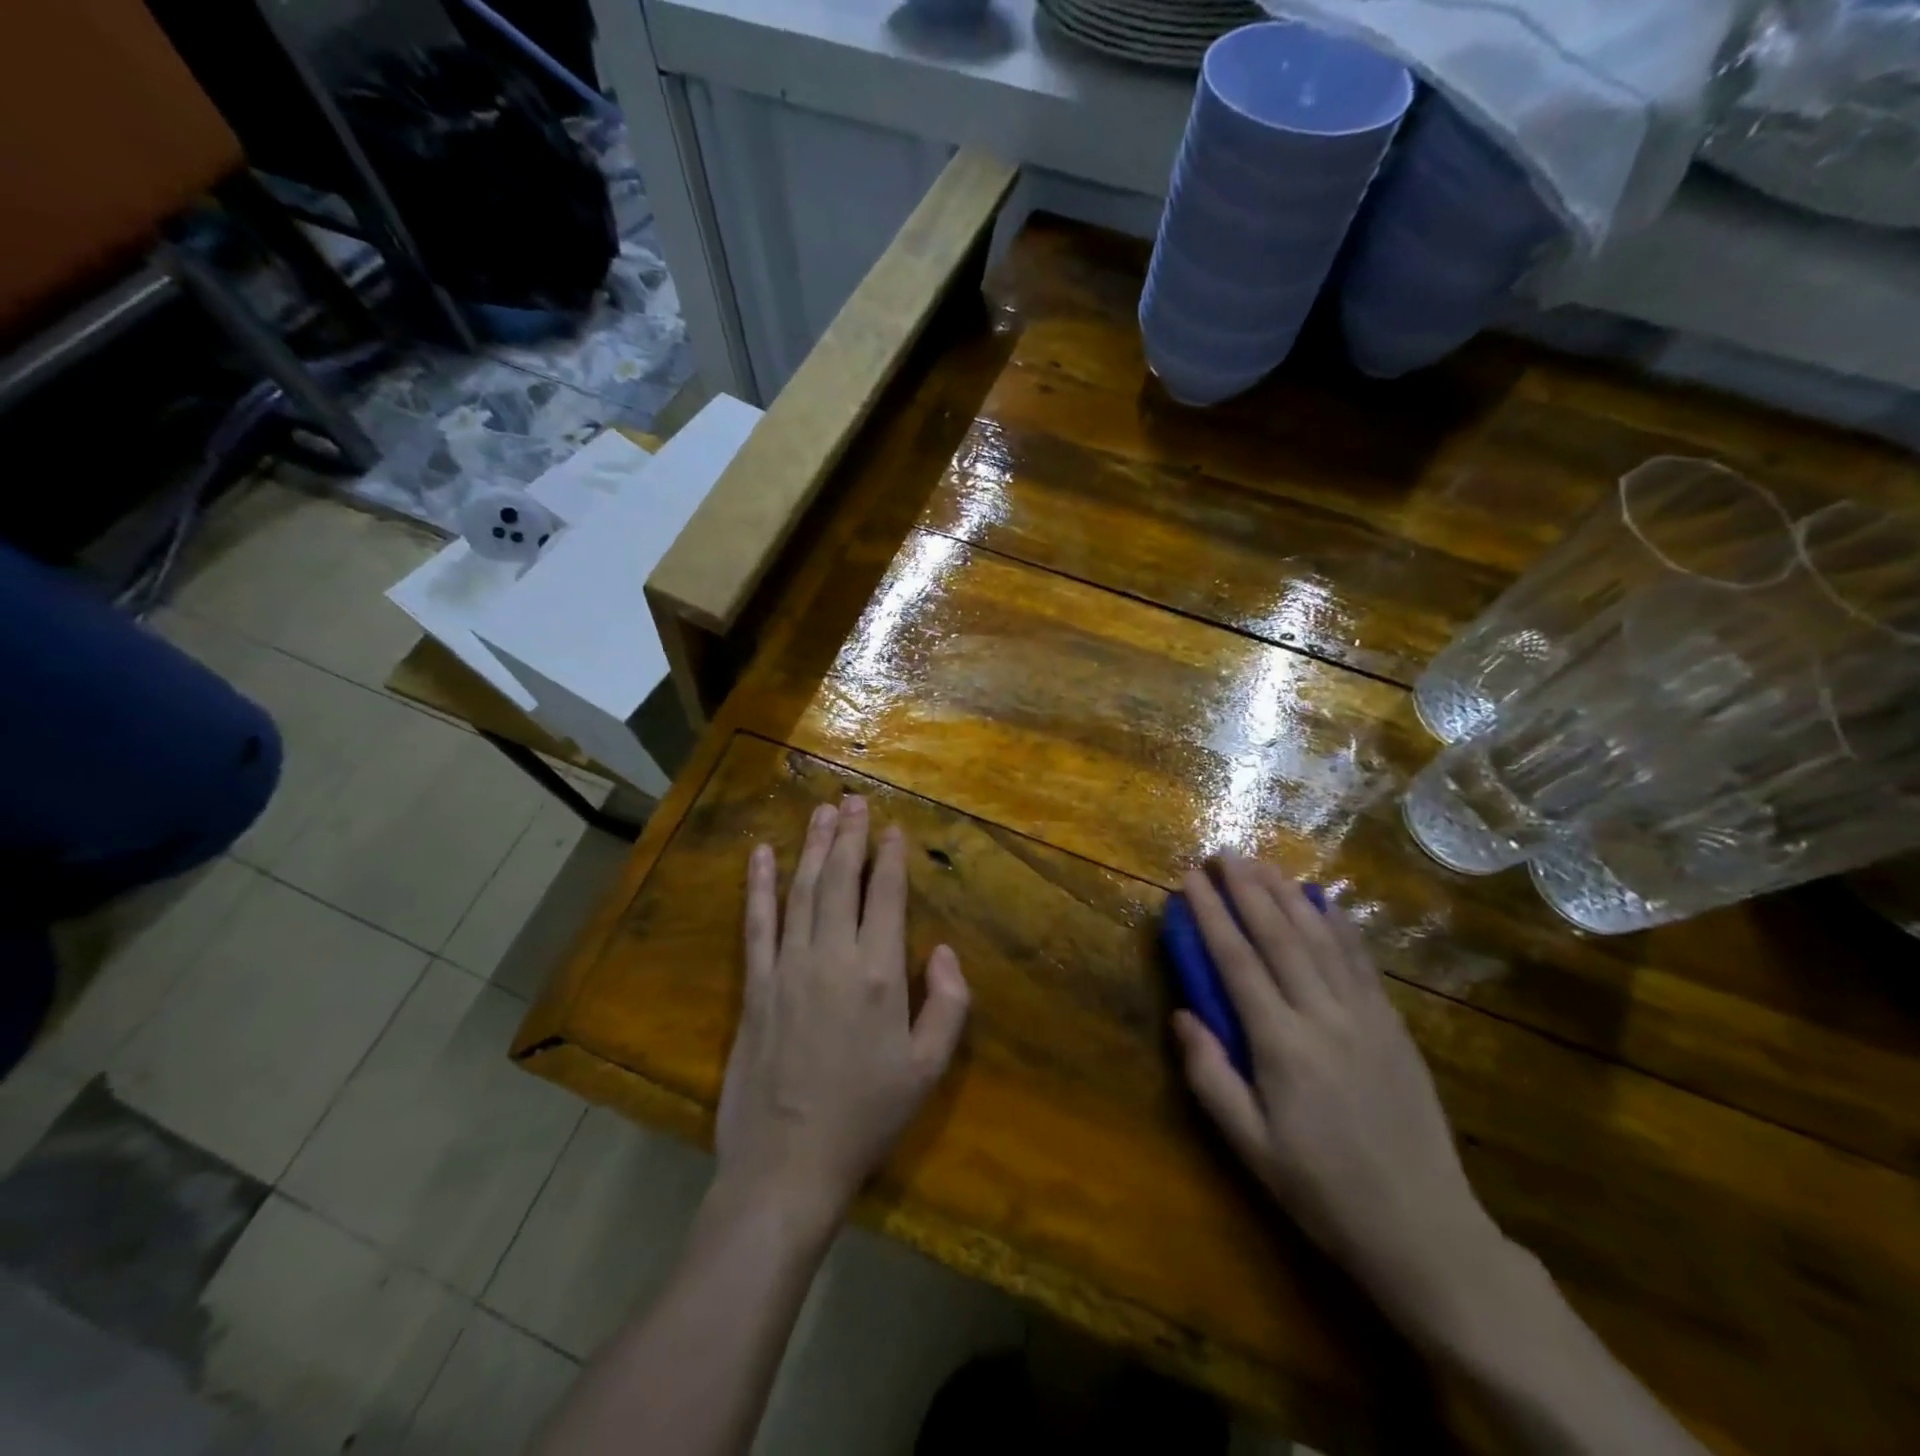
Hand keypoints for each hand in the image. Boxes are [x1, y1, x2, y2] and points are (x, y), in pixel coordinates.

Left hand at [716, 797, 970, 1232]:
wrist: (788, 1164)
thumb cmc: (867, 1116)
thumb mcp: (928, 1068)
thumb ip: (948, 1004)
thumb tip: (943, 951)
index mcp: (880, 974)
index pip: (886, 896)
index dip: (889, 857)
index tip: (891, 827)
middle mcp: (833, 957)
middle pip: (842, 880)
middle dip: (849, 836)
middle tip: (853, 800)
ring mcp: (788, 967)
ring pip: (802, 891)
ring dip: (812, 847)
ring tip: (821, 812)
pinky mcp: (755, 986)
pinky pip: (757, 924)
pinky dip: (759, 886)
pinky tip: (762, 855)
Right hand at [1172, 855, 1505, 1342]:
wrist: (1425, 1230)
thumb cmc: (1323, 1191)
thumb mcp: (1251, 1146)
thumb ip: (1210, 1077)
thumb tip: (1183, 1015)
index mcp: (1282, 1046)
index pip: (1238, 963)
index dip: (1212, 916)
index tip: (1191, 880)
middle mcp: (1324, 1017)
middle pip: (1279, 937)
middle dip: (1247, 889)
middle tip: (1223, 852)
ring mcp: (1365, 1017)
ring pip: (1320, 939)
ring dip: (1287, 895)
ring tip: (1261, 862)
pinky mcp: (1393, 1026)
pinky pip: (1361, 962)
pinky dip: (1339, 924)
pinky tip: (1323, 900)